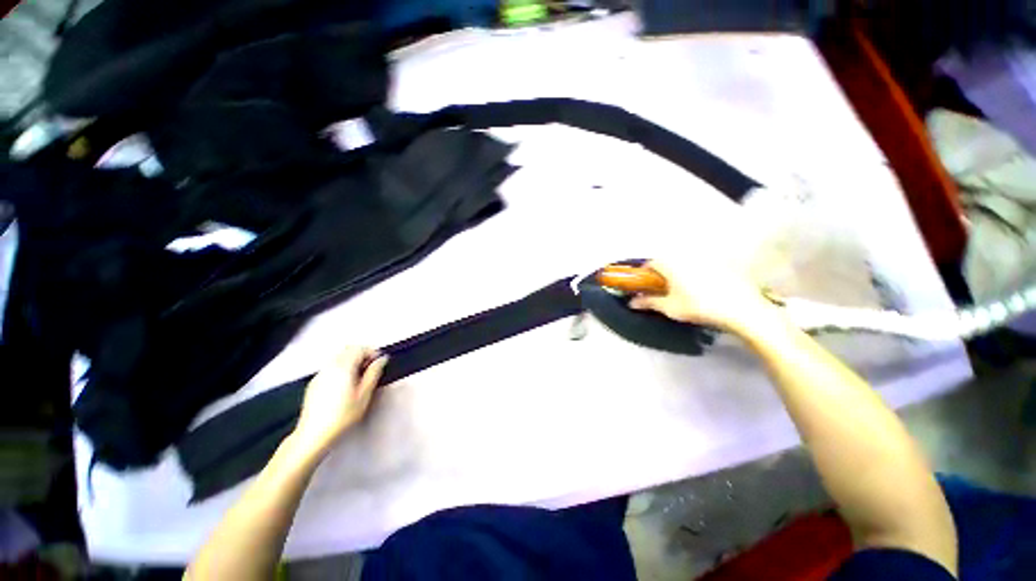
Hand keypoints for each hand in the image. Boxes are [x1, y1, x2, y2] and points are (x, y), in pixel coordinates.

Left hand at [291, 347, 387, 457]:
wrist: (314, 435)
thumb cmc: (342, 416)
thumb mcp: (365, 394)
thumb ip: (374, 373)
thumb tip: (382, 360)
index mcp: (343, 367)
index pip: (359, 348)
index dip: (372, 352)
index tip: (379, 362)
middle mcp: (330, 367)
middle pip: (347, 350)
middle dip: (361, 354)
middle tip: (371, 367)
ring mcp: (320, 374)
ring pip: (338, 357)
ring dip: (351, 361)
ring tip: (360, 377)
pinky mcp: (314, 383)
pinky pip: (330, 367)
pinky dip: (341, 368)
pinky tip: (345, 384)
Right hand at [629, 259, 774, 332]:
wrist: (742, 309)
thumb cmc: (699, 307)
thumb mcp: (670, 308)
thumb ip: (649, 302)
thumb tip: (632, 303)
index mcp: (671, 264)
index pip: (650, 264)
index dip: (644, 275)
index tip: (645, 286)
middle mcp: (687, 256)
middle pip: (667, 262)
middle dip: (662, 274)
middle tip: (663, 290)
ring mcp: (706, 258)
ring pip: (684, 263)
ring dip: (679, 273)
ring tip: (683, 291)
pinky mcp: (722, 264)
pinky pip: (701, 266)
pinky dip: (696, 274)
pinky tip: (703, 289)